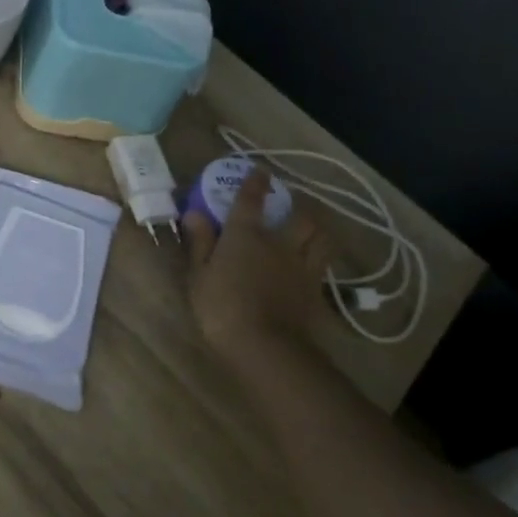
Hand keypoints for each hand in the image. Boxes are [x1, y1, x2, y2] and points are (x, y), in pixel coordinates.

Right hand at [184, 165, 332, 359]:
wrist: (264, 345)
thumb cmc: (221, 306)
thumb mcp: (199, 275)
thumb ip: (200, 242)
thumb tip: (194, 212)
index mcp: (246, 234)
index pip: (251, 199)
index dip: (256, 183)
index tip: (260, 171)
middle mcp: (279, 243)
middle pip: (301, 217)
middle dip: (299, 207)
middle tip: (293, 207)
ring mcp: (302, 267)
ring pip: (321, 238)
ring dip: (318, 229)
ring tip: (312, 230)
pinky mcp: (315, 291)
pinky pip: (324, 266)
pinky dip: (320, 260)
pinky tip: (314, 264)